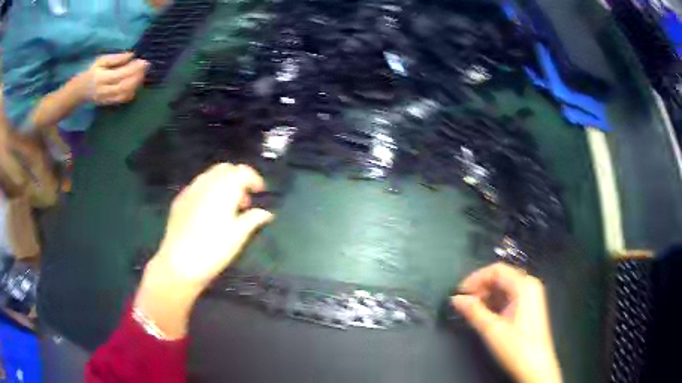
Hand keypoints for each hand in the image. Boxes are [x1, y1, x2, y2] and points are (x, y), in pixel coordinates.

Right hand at [79, 52, 147, 104]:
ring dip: (136, 84)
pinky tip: (136, 84)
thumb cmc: (92, 72)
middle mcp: (104, 90)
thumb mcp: (101, 61)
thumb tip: (131, 55)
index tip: (143, 61)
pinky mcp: (109, 103)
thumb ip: (116, 58)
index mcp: (102, 78)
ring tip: (142, 73)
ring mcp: (107, 98)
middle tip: (146, 67)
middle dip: (137, 76)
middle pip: (124, 85)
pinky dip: (132, 91)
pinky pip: (123, 99)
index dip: (133, 69)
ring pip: (125, 94)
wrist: (81, 91)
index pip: (120, 74)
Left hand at [134, 163, 273, 337]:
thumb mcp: (239, 235)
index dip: (254, 179)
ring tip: (227, 208)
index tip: (260, 192)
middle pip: (225, 169)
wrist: (179, 263)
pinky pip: (197, 187)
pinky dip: (208, 191)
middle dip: (237, 179)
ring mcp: (190, 190)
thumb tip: (266, 213)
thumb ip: (254, 219)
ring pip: (209, 176)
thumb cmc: (214, 249)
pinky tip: (208, 212)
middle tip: (244, 201)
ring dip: (222, 184)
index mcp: (224, 188)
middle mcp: (206, 183)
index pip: (242, 171)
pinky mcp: (179, 200)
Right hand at [452, 263, 562, 382]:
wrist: (536, 366)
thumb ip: (473, 311)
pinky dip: (496, 302)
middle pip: (501, 277)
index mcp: (524, 286)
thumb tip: (456, 299)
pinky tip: (486, 314)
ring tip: (472, 310)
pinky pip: (510, 296)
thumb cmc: (516, 347)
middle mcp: (530, 285)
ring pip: (505, 287)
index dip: (475, 278)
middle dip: (480, 287)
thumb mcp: (492, 330)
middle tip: (464, 303)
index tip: (460, 292)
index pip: (496, 270)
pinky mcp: (530, 306)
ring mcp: (532, 295)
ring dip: (487, 296)